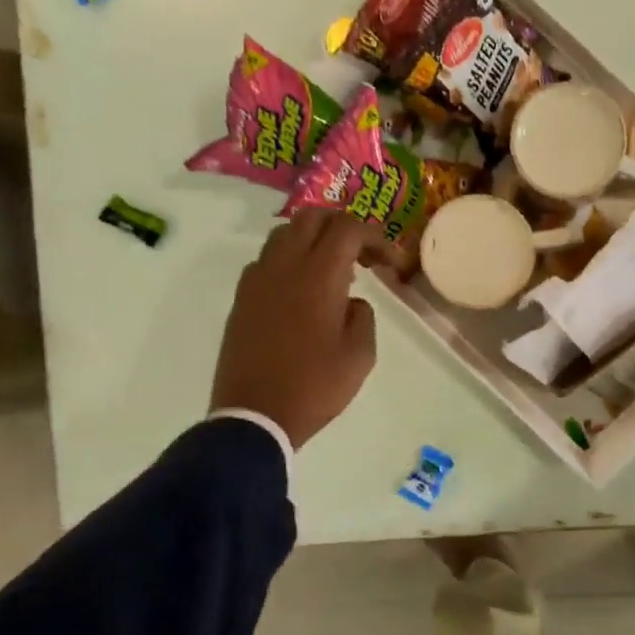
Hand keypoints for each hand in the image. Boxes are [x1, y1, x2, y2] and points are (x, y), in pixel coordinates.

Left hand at [210, 210, 378, 450]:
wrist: (254, 417)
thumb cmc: (314, 386)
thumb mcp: (360, 356)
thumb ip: (363, 316)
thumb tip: (350, 301)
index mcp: (318, 276)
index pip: (348, 228)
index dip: (376, 237)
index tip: (392, 264)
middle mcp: (284, 266)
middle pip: (312, 217)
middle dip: (343, 226)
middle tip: (363, 254)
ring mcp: (257, 280)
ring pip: (285, 234)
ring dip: (313, 239)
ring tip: (333, 269)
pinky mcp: (242, 298)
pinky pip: (267, 260)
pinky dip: (289, 260)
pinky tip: (302, 290)